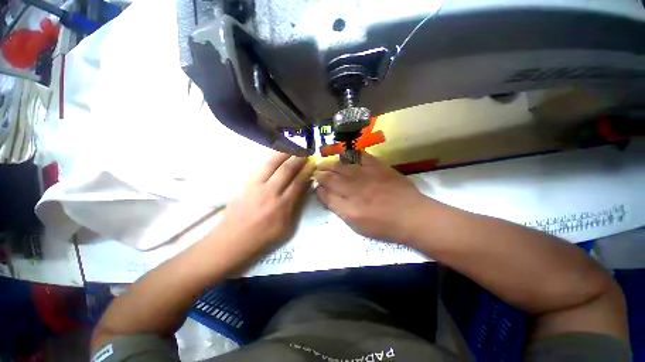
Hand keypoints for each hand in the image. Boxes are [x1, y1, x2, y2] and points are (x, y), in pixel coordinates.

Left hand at [211, 152, 313, 260]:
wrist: (232, 239)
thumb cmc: (263, 237)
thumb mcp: (286, 227)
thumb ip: (295, 207)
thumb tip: (302, 189)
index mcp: (282, 205)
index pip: (298, 182)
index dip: (306, 170)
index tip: (312, 162)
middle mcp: (270, 192)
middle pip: (286, 169)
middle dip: (297, 158)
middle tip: (305, 150)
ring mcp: (255, 185)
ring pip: (271, 163)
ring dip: (284, 153)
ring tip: (292, 146)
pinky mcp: (245, 183)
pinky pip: (259, 166)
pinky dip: (270, 158)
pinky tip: (275, 154)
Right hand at [314, 152, 428, 243]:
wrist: (411, 215)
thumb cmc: (384, 225)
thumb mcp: (358, 226)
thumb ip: (340, 210)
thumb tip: (326, 195)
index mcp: (349, 208)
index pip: (326, 195)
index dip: (318, 188)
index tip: (315, 185)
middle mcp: (354, 190)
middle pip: (330, 178)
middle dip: (320, 174)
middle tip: (315, 171)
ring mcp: (366, 176)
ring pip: (341, 166)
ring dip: (329, 164)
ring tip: (323, 163)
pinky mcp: (377, 167)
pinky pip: (360, 156)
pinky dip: (349, 154)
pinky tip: (343, 154)